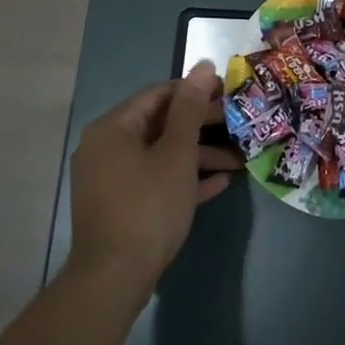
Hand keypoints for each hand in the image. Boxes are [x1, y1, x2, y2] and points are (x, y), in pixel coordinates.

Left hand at [67, 61, 241, 290]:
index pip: (158, 94)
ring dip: (198, 156)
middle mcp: (106, 148)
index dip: (195, 91)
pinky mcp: (119, 205)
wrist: (115, 278)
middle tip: (238, 126)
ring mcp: (110, 178)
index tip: (229, 95)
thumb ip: (190, 109)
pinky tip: (217, 184)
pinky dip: (182, 179)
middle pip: (160, 125)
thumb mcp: (177, 154)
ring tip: (238, 162)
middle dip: (201, 127)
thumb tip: (203, 66)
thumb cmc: (148, 207)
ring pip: (160, 155)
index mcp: (113, 128)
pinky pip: (154, 180)